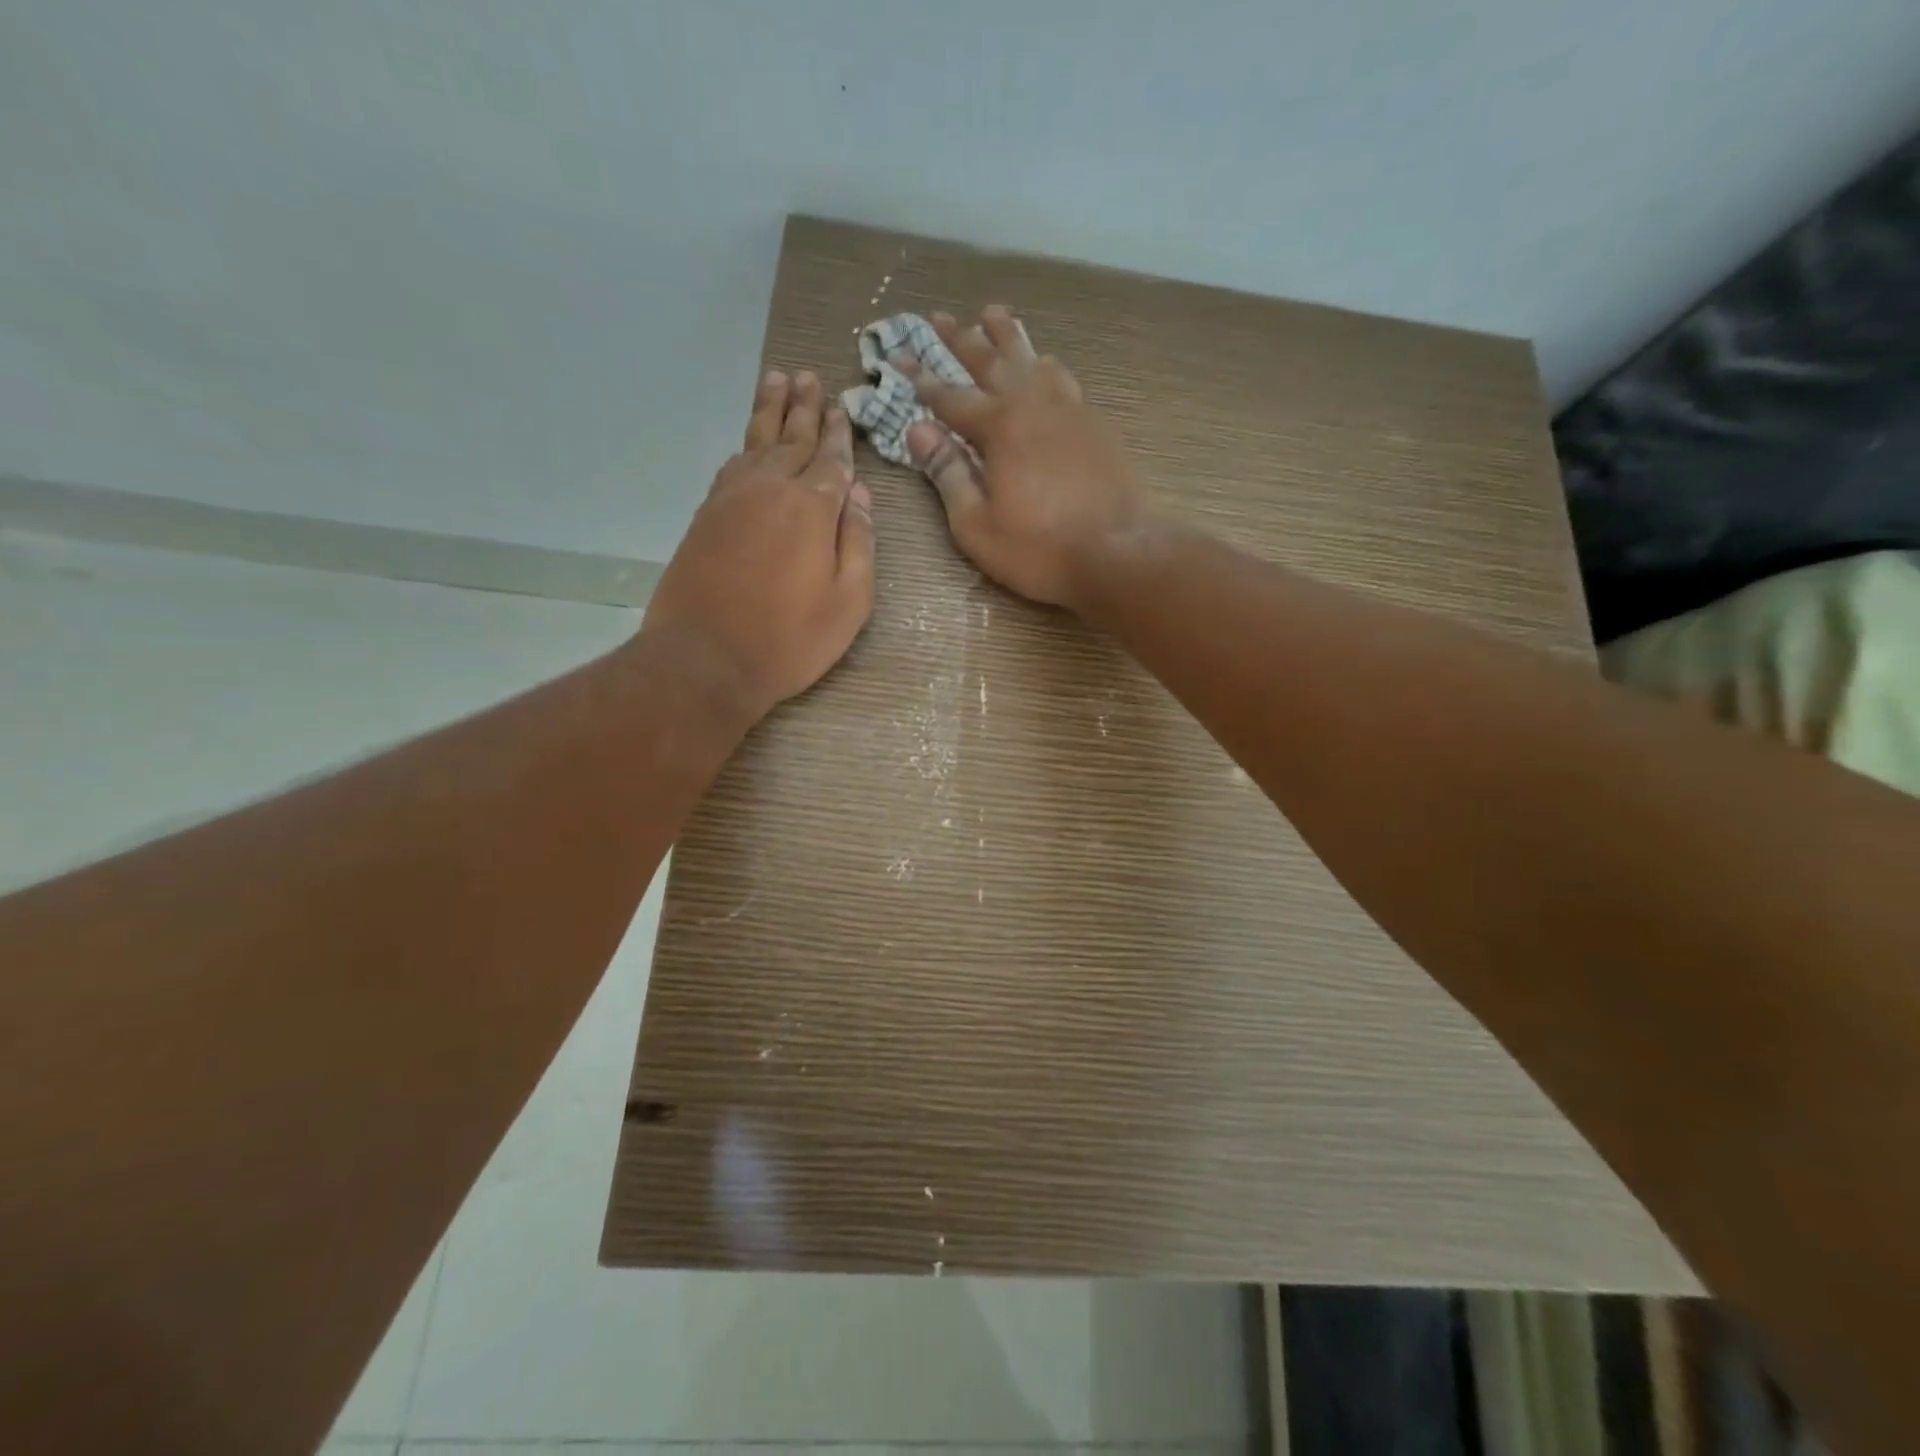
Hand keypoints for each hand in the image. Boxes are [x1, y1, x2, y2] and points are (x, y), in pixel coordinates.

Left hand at [638, 370, 875, 722]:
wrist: (705, 659)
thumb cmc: (790, 640)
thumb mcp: (849, 603)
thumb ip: (860, 543)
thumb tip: (861, 494)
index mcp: (812, 509)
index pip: (832, 460)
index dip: (839, 435)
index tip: (843, 409)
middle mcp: (770, 490)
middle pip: (792, 439)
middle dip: (805, 408)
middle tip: (810, 377)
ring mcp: (732, 499)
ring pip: (756, 442)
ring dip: (770, 411)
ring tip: (777, 380)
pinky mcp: (705, 516)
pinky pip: (731, 465)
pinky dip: (744, 445)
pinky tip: (749, 441)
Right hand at [901, 306, 1144, 609]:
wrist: (1116, 553)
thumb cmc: (1038, 549)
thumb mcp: (976, 524)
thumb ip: (948, 474)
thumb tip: (918, 430)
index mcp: (998, 428)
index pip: (948, 396)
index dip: (920, 377)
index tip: (897, 356)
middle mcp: (1032, 405)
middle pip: (991, 362)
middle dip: (961, 339)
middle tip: (940, 316)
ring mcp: (1068, 411)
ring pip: (1032, 360)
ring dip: (1008, 337)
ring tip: (993, 314)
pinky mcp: (1094, 425)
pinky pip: (1063, 379)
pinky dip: (1045, 364)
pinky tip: (1045, 363)